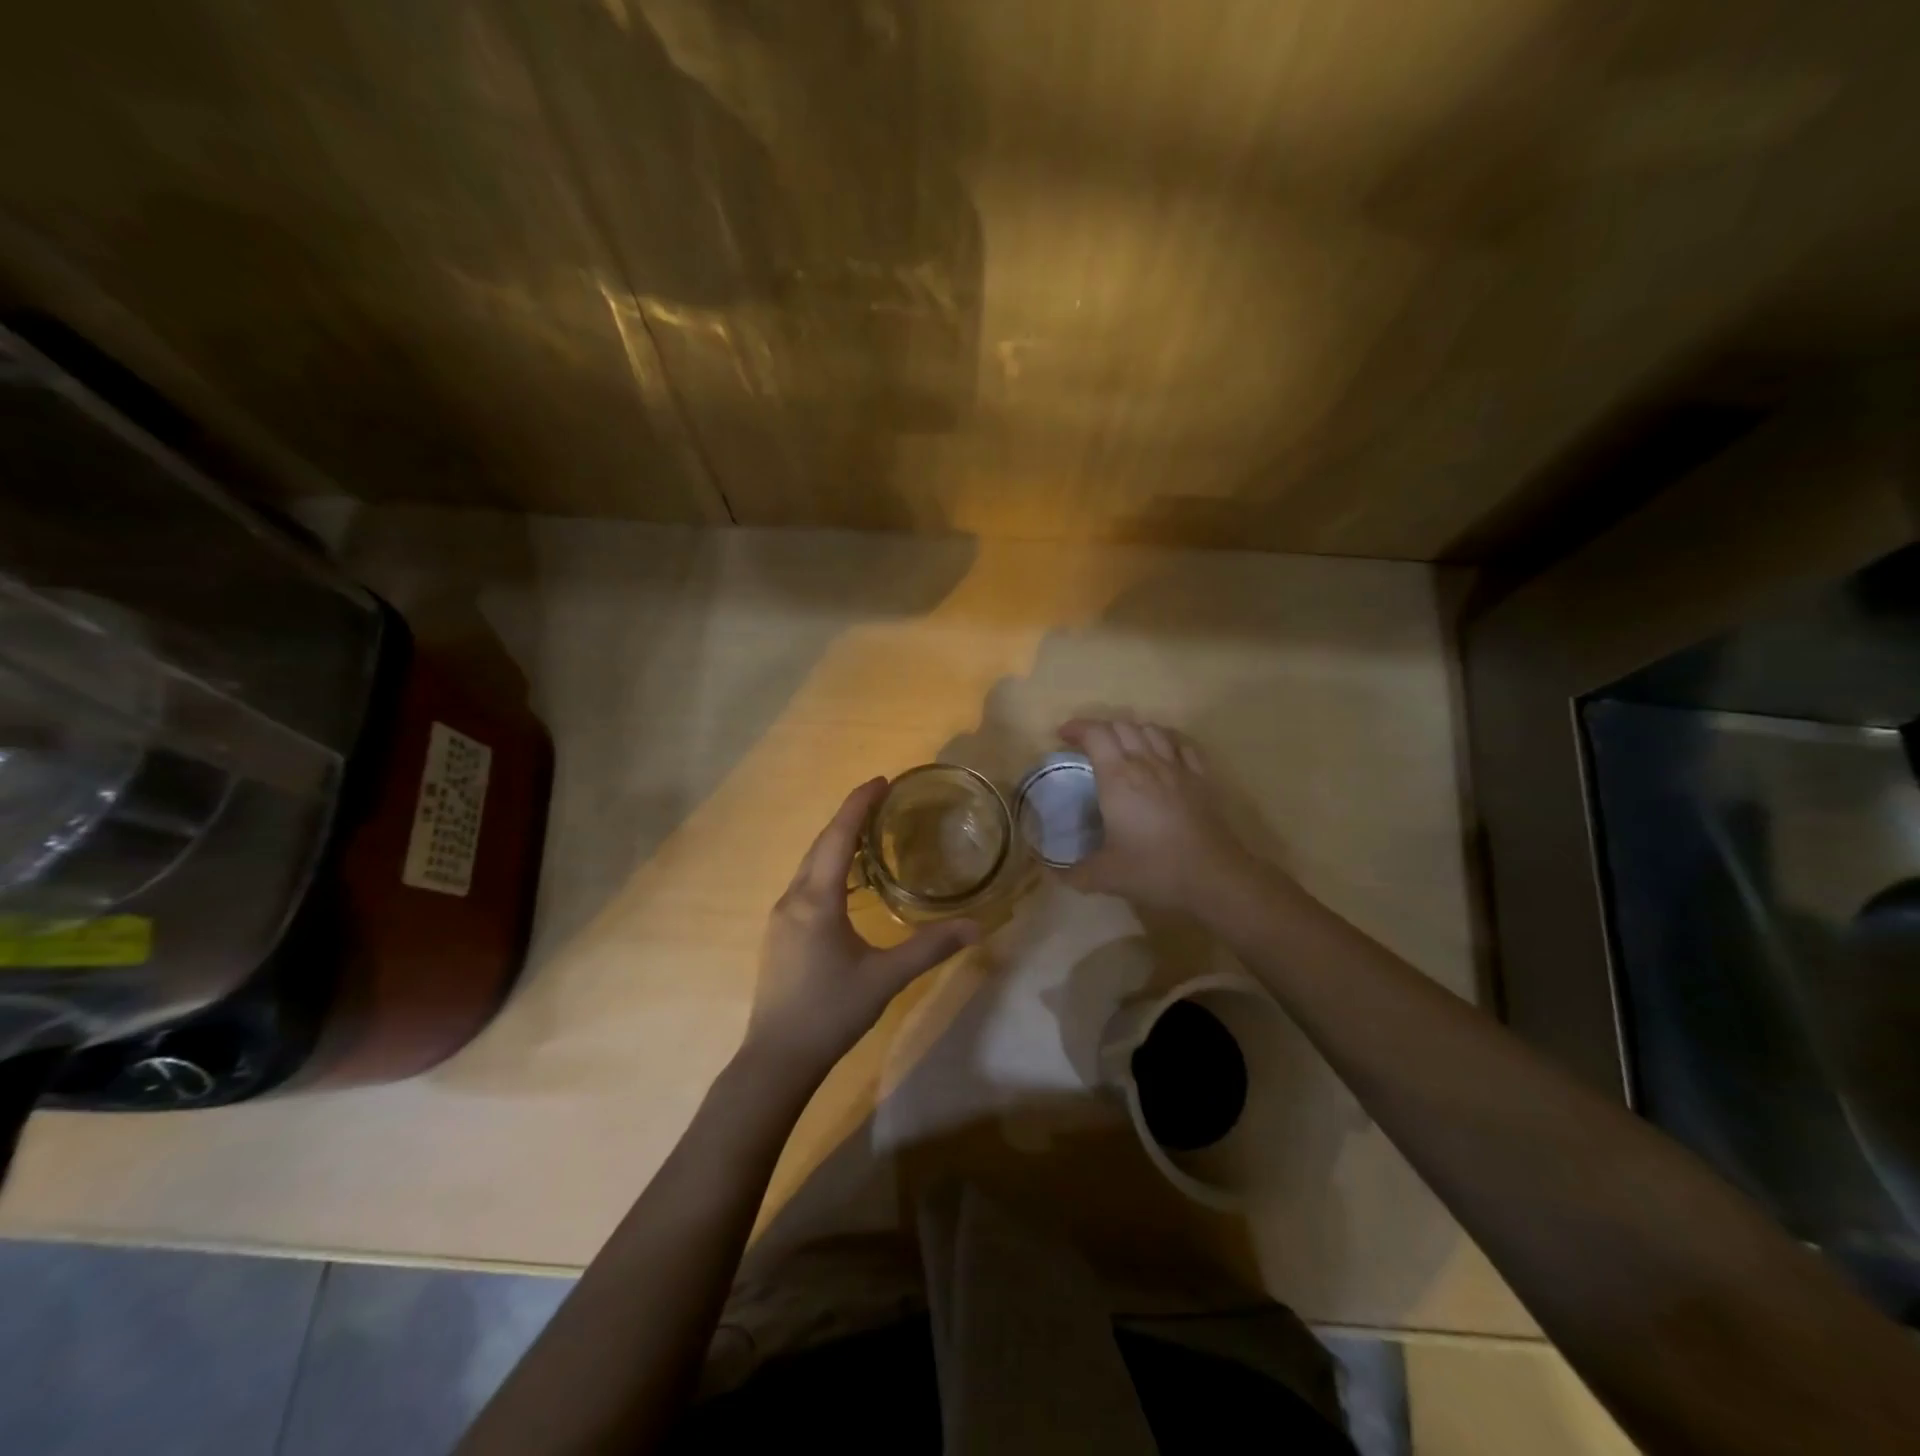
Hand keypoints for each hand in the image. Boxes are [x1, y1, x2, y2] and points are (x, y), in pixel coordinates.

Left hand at [744, 778, 978, 1081]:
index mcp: (817, 900)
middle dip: (849, 817)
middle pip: (821, 844)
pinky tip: (848, 881)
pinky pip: (806, 884)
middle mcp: (794, 898)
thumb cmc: (831, 1012)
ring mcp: (781, 916)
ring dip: (837, 842)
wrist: (777, 1058)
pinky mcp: (780, 933)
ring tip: (870, 833)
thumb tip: (976, 926)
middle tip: (881, 799)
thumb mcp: (886, 978)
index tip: (881, 781)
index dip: (858, 805)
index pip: (838, 837)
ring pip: (811, 864)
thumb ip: (930, 948)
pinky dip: (829, 867)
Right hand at [1057, 718, 1266, 914]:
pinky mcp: (1201, 778)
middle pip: (1122, 726)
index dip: (1077, 728)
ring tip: (1122, 747)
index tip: (1063, 736)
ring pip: (1152, 729)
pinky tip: (1161, 753)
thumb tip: (1052, 874)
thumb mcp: (1105, 877)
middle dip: (1100, 729)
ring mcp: (1177, 768)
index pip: (1095, 734)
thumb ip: (1074, 873)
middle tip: (1088, 746)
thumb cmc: (1154, 869)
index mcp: (1118, 778)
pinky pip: (1181, 744)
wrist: (1213, 877)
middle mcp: (1146, 763)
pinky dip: (1164, 740)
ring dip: (1131, 731)